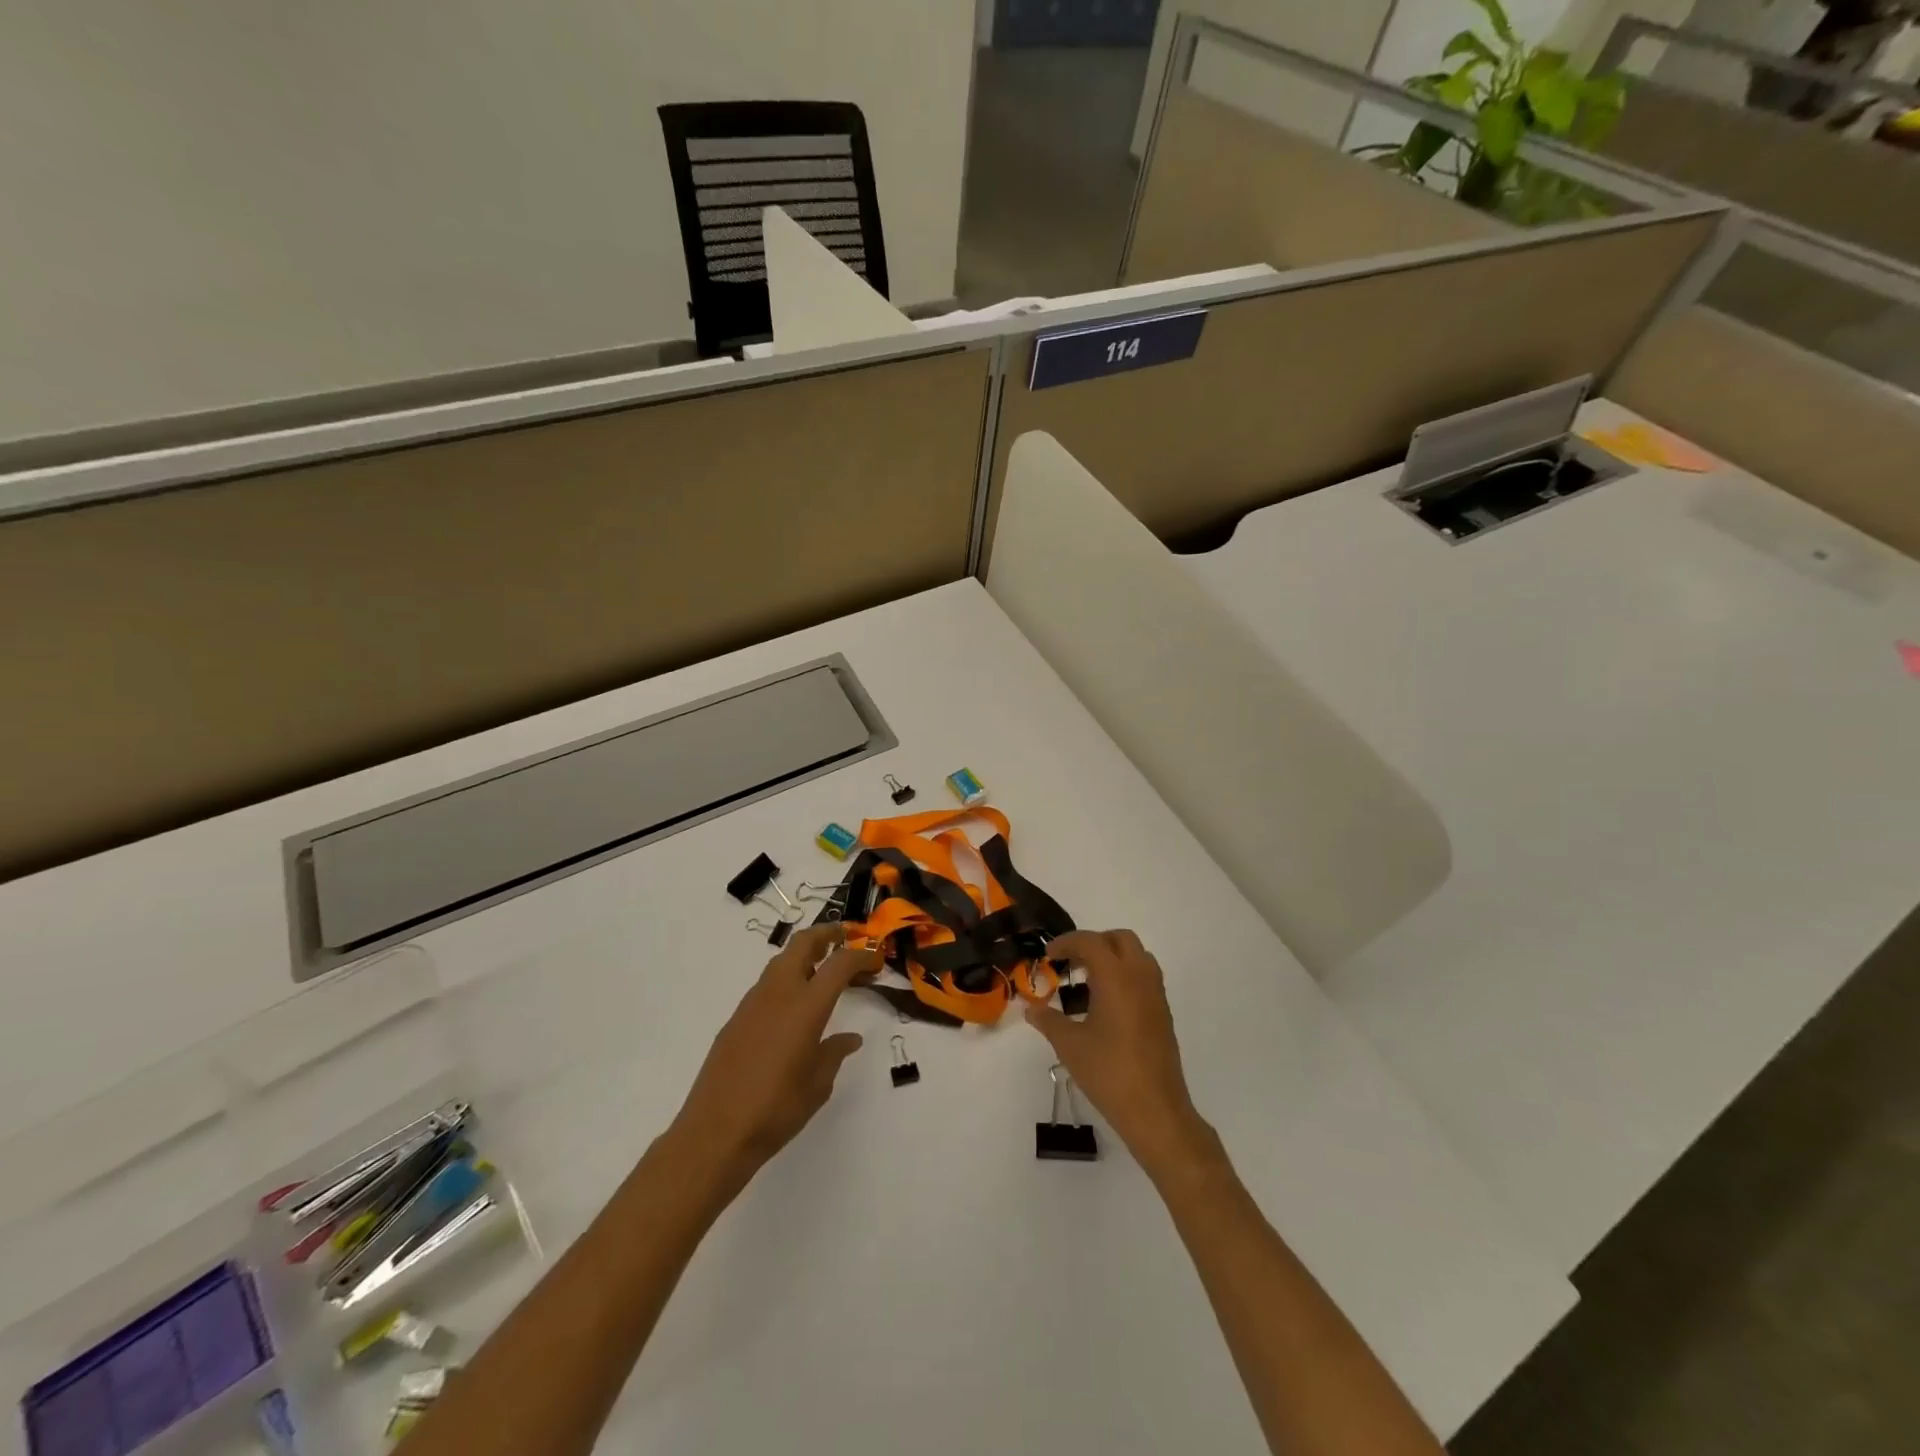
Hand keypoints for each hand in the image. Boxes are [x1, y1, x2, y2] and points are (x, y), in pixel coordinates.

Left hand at [668, 924, 878, 1190]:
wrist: (714, 1133)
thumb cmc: (776, 1110)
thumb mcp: (817, 1084)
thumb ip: (834, 1053)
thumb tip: (848, 1039)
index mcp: (805, 1007)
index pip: (839, 964)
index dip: (861, 956)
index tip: (875, 960)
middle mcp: (778, 994)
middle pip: (803, 943)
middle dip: (827, 934)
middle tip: (846, 938)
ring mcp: (752, 1003)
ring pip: (781, 960)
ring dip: (804, 955)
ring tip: (823, 969)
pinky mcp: (735, 1019)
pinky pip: (767, 985)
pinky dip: (786, 979)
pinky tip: (794, 1006)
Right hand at [1026, 929, 1219, 1181]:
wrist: (1155, 1110)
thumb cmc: (1108, 1072)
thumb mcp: (1070, 1045)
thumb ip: (1048, 1021)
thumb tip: (1031, 1009)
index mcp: (1116, 977)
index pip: (1091, 941)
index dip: (1067, 942)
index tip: (1049, 956)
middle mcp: (1140, 977)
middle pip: (1120, 939)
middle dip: (1093, 943)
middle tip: (1071, 963)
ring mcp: (1156, 995)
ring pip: (1137, 956)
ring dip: (1112, 958)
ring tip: (1087, 983)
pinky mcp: (1163, 1013)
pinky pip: (1144, 977)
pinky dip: (1125, 976)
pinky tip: (1106, 1006)